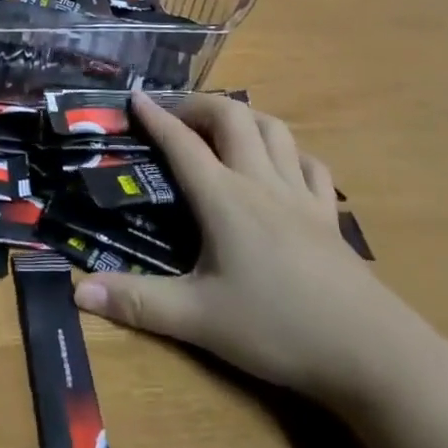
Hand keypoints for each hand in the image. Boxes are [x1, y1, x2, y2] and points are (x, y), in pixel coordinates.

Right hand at [73, 92, 438, 410]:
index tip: (136, 96)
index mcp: (224, 197)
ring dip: (245, 118)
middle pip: (232, 117)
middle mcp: (260, 181)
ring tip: (224, 131)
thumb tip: (78, 294)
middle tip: (177, 118)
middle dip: (200, 106)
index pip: (182, 142)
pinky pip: (311, 165)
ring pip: (274, 130)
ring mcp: (300, 194)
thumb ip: (139, 302)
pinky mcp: (329, 215)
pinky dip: (291, 153)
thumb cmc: (277, 327)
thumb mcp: (199, 319)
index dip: (156, 116)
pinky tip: (283, 166)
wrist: (369, 351)